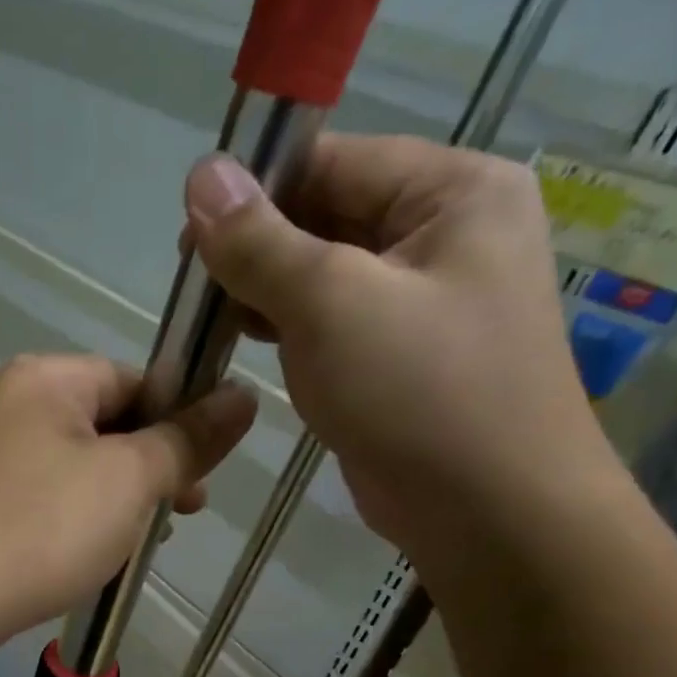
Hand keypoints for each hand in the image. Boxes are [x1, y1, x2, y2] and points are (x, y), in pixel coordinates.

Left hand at [0, 355, 254, 676]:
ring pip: (78, 462)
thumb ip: (188, 439)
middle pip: (107, 421)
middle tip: (182, 513)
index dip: (179, 423)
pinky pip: (45, 490)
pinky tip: (92, 551)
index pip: (137, 380)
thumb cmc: (43, 528)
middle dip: (151, 467)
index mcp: (47, 377)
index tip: (202, 475)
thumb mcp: (129, 481)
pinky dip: (76, 513)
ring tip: (139, 542)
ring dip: (117, 496)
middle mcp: (11, 399)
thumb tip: (243, 397)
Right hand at [184, 134, 624, 565]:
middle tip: (193, 289)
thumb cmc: (420, 393)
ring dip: (263, 291)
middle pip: (325, 215)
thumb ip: (260, 241)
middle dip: (256, 249)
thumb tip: (201, 172)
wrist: (489, 514)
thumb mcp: (331, 304)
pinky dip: (285, 327)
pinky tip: (242, 341)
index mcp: (453, 191)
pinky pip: (331, 321)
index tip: (188, 236)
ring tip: (209, 319)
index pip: (332, 162)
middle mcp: (444, 233)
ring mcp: (422, 299)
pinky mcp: (398, 354)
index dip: (254, 192)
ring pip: (321, 273)